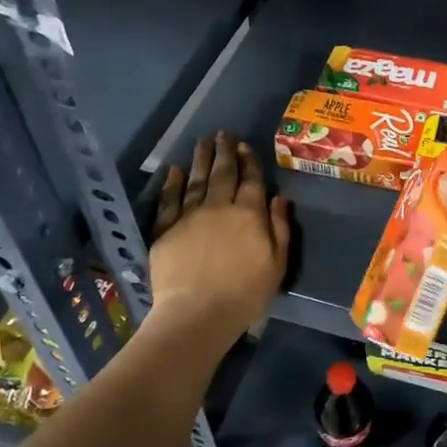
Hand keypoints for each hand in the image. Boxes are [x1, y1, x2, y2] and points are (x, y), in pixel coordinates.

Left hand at [149, 132, 291, 348]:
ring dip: (200, 159)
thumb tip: (280, 198)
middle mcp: (219, 207)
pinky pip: (169, 200)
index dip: (249, 161)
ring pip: (196, 180)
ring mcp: (189, 216)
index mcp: (249, 214)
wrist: (198, 313)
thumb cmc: (245, 294)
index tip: (245, 146)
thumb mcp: (277, 264)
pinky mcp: (165, 229)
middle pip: (223, 174)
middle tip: (223, 134)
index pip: (251, 181)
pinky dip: (172, 183)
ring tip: (202, 141)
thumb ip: (280, 229)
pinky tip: (175, 170)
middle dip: (224, 152)